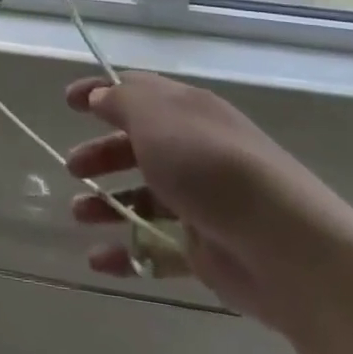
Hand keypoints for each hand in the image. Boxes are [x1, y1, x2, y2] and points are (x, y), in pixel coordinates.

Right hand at [63, 72, 352, 333]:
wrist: (285, 245)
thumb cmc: (209, 166)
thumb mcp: (156, 118)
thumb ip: (121, 102)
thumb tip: (101, 95)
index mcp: (187, 111)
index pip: (138, 92)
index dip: (101, 92)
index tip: (68, 102)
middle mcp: (195, 150)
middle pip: (139, 146)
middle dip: (102, 154)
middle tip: (72, 167)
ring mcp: (203, 202)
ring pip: (146, 197)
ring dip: (108, 203)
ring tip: (78, 215)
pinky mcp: (206, 250)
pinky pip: (157, 247)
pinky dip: (127, 252)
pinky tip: (98, 262)